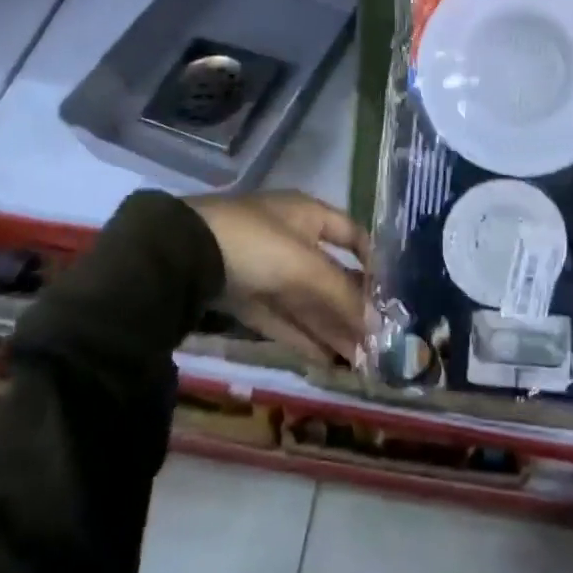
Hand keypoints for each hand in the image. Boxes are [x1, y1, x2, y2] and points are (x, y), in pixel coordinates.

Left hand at [192, 191, 369, 365]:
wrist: (183, 255)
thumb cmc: (256, 243)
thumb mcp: (305, 265)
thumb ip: (341, 294)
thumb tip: (377, 324)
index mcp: (307, 214)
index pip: (351, 234)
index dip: (372, 260)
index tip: (390, 293)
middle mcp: (290, 238)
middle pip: (329, 274)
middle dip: (352, 306)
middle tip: (378, 340)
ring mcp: (265, 268)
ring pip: (307, 300)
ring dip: (332, 327)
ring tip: (361, 358)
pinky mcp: (244, 297)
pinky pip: (283, 318)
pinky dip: (305, 336)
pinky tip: (328, 359)